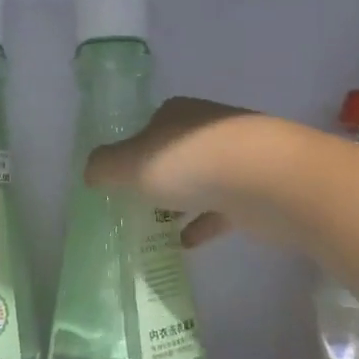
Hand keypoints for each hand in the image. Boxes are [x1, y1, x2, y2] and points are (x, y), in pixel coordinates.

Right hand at [84, 97, 260, 248]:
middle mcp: (206, 130)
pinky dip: (204, 224)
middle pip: (175, 153)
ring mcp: (235, 160)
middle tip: (135, 205)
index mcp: (177, 114)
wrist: (267, 181)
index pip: (149, 126)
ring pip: (199, 181)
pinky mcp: (255, 191)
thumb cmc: (190, 162)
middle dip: (158, 176)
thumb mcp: (132, 164)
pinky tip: (187, 244)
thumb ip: (105, 167)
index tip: (120, 178)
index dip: (132, 150)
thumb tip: (90, 172)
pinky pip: (221, 209)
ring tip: (156, 228)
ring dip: (181, 201)